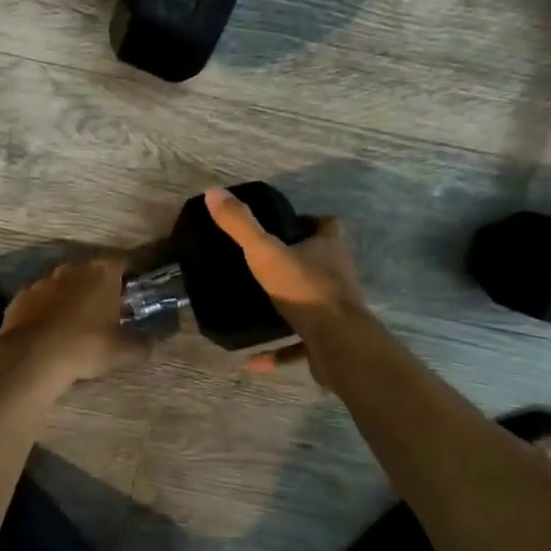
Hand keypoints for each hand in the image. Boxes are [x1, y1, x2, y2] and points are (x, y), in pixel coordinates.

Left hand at [0, 255, 150, 392]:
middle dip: (100, 285)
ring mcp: (43, 280)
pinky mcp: (20, 296)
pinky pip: (41, 298)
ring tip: (77, 321)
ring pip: (64, 283)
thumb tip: (153, 346)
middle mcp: (72, 267)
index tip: (136, 289)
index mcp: (102, 272)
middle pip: (92, 270)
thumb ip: (142, 345)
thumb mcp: (122, 351)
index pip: (124, 261)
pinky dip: (48, 309)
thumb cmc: (86, 345)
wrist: (32, 357)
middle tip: (108, 308)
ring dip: (72, 296)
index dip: (132, 274)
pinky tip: (50, 330)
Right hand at [204, 187, 367, 379]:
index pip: (327, 225)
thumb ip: (241, 224)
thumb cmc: (304, 290)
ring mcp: (336, 311)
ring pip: (313, 303)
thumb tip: (213, 191)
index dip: (310, 222)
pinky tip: (251, 360)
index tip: (285, 226)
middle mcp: (338, 276)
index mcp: (328, 249)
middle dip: (298, 263)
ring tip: (258, 307)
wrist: (337, 343)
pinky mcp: (329, 342)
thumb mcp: (265, 252)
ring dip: (291, 307)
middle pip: (322, 262)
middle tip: (265, 265)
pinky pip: (299, 346)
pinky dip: (277, 352)